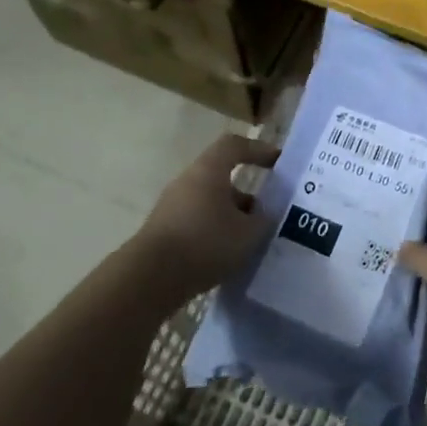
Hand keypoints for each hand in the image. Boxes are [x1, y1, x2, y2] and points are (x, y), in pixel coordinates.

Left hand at [132, 135, 278, 297]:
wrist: (148, 279)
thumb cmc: (204, 243)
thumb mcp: (248, 234)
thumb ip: (263, 221)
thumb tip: (266, 215)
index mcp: (209, 170)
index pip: (235, 146)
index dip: (258, 150)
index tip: (277, 163)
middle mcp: (188, 180)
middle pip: (221, 176)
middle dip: (246, 193)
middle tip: (265, 211)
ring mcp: (171, 206)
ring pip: (209, 202)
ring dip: (230, 215)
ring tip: (248, 240)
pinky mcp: (163, 231)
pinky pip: (196, 222)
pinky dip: (214, 231)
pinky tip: (225, 255)